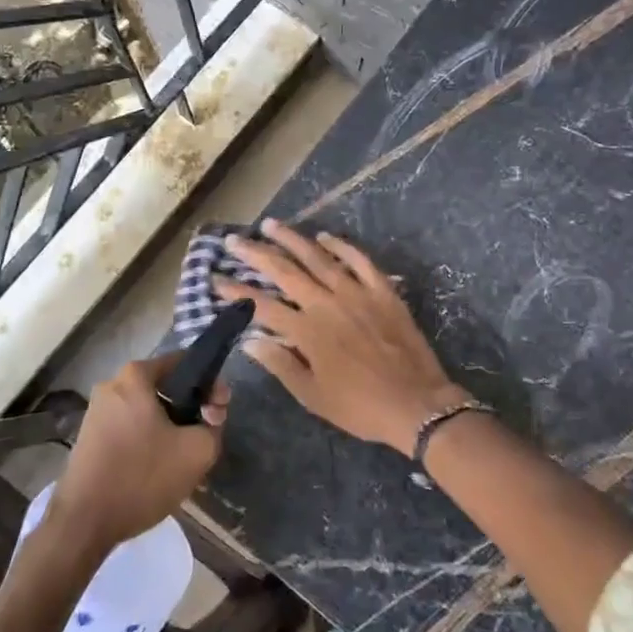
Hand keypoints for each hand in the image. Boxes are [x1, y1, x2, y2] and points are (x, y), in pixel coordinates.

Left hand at [50, 355, 226, 551]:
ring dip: (169, 427)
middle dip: (189, 408)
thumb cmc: (141, 478)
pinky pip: (129, 428)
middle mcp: (112, 385)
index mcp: (135, 376)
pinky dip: (147, 440)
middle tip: (205, 437)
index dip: (210, 385)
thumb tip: (209, 416)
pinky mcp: (89, 437)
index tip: (219, 413)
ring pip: (147, 410)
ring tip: (183, 458)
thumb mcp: (197, 452)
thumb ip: (214, 425)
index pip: (184, 363)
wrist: (84, 523)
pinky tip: (157, 468)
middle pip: (165, 387)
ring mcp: (96, 411)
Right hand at [214, 219, 468, 456]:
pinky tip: (325, 236)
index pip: (261, 305)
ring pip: (318, 257)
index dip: (235, 292)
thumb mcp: (313, 395)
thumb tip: (249, 340)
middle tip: (234, 241)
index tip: (215, 279)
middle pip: (284, 271)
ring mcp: (356, 292)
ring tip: (270, 224)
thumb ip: (280, 364)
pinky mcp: (382, 290)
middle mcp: (326, 304)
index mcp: (307, 331)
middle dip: (255, 254)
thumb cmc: (360, 406)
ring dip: (292, 239)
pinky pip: (359, 260)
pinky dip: (341, 245)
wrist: (417, 404)